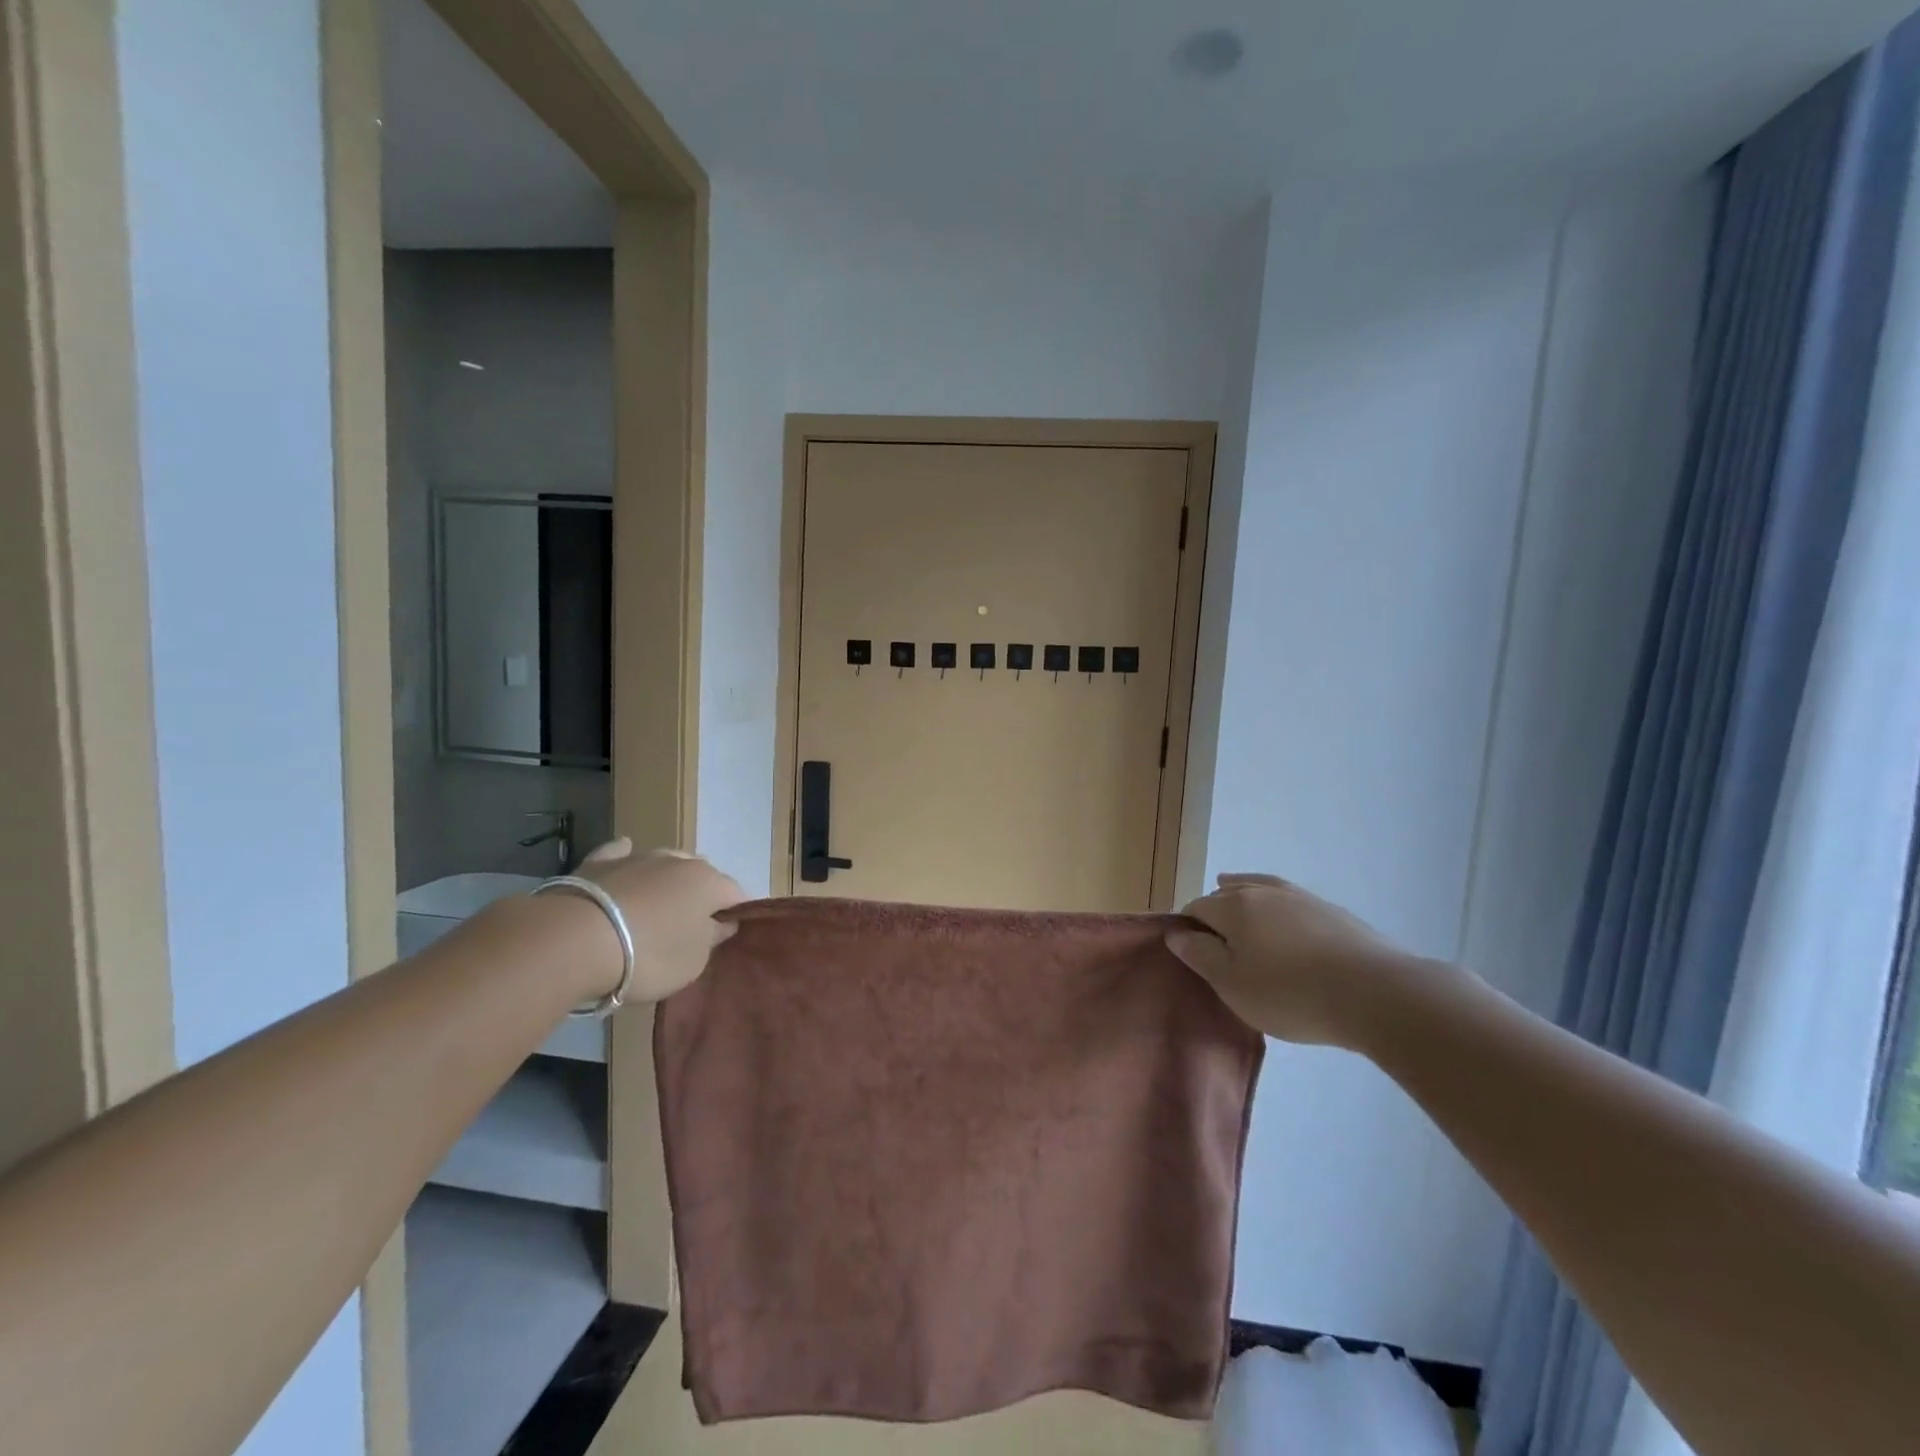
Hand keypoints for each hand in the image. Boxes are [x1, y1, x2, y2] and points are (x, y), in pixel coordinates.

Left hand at [576, 839, 747, 1002]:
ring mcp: (637, 857)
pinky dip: (626, 858)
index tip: (726, 934)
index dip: (735, 913)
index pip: (735, 893)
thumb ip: (712, 939)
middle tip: (690, 925)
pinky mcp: (598, 863)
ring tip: (657, 904)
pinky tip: (624, 858)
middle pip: (700, 875)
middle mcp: (678, 861)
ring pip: (664, 862)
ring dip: (666, 880)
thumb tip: (723, 922)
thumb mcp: (692, 962)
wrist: (574, 941)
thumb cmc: (647, 955)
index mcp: (708, 882)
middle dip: (700, 894)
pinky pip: (620, 854)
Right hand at [1166, 873, 1416, 1046]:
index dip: (1188, 928)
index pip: (1196, 908)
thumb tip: (1176, 934)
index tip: (1191, 953)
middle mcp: (1263, 892)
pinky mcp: (1333, 912)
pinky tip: (1284, 922)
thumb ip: (1200, 956)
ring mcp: (1301, 898)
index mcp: (1233, 907)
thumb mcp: (1233, 985)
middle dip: (1216, 911)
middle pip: (1227, 894)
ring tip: (1237, 903)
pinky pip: (1291, 903)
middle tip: (1217, 943)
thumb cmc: (1291, 994)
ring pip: (1261, 890)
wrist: (1376, 994)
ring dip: (1245, 899)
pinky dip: (1278, 908)